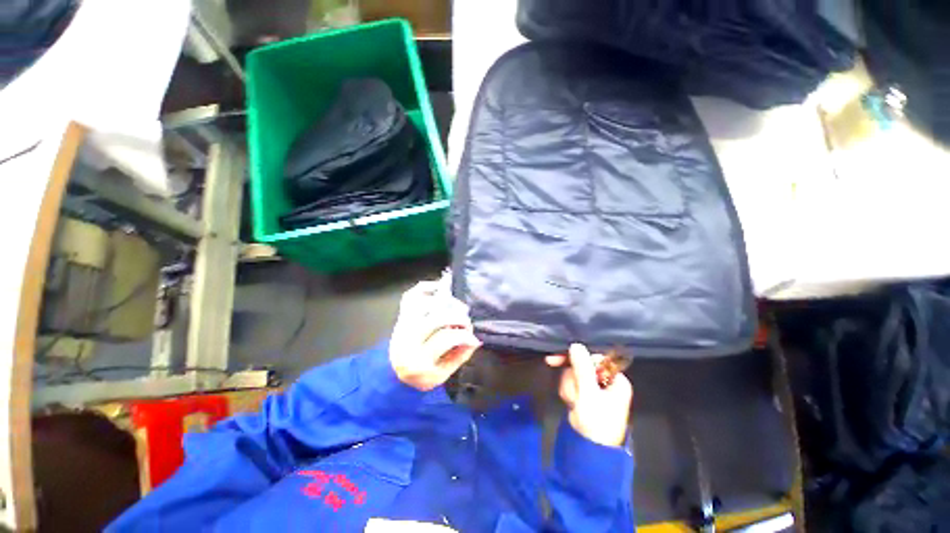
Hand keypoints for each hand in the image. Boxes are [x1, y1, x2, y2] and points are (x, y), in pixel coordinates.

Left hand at [389, 278, 481, 390]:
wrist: (393, 374)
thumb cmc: (421, 376)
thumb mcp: (443, 375)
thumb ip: (460, 356)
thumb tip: (475, 339)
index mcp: (418, 360)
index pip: (445, 338)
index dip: (464, 334)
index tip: (474, 336)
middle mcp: (407, 340)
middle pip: (436, 318)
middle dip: (457, 316)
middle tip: (467, 321)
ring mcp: (402, 326)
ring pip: (423, 304)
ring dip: (443, 302)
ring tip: (456, 307)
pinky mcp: (400, 316)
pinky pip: (411, 295)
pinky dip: (425, 288)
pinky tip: (439, 288)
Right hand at [546, 344, 632, 447]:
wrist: (588, 450)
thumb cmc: (595, 421)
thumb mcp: (589, 393)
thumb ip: (582, 368)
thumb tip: (576, 344)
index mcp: (615, 380)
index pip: (595, 358)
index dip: (578, 357)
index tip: (560, 358)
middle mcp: (606, 381)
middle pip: (583, 365)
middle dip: (572, 378)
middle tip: (570, 391)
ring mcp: (594, 389)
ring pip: (575, 373)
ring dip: (569, 386)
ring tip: (572, 401)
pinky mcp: (584, 395)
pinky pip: (572, 383)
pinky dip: (568, 390)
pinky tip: (569, 401)